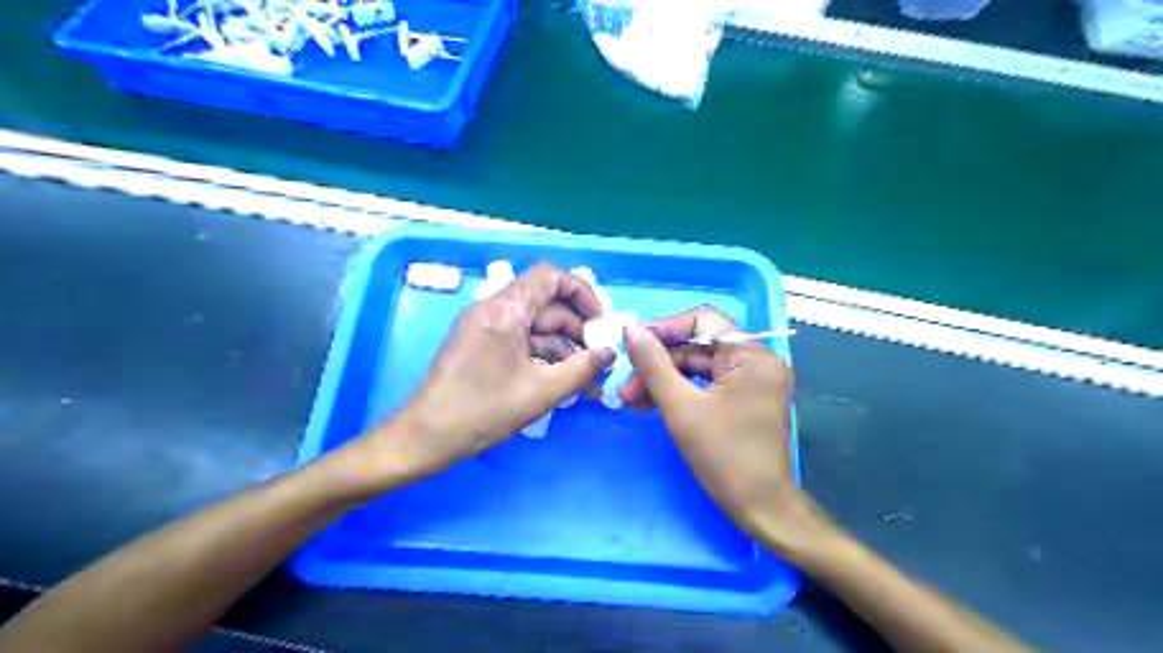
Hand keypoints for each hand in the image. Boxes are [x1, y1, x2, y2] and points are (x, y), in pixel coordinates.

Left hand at [368, 264, 610, 481]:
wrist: (424, 438)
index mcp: (505, 309)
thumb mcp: (541, 392)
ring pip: (535, 327)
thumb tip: (610, 353)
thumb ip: (582, 369)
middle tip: (599, 362)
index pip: (551, 277)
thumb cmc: (483, 411)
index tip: (600, 324)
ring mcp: (485, 328)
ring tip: (587, 384)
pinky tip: (561, 383)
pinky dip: (543, 358)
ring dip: (563, 350)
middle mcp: (493, 310)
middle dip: (577, 332)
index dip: (582, 293)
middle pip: (547, 305)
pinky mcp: (480, 346)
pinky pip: (520, 342)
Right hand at [616, 308, 815, 546]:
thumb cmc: (724, 457)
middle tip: (626, 387)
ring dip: (665, 380)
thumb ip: (654, 365)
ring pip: (699, 366)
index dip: (665, 329)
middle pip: (699, 346)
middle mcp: (758, 361)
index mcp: (752, 356)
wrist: (761, 509)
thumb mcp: (681, 408)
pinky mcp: (746, 399)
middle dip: (659, 364)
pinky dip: (681, 392)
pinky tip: (653, 405)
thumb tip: (631, 331)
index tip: (633, 344)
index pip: (704, 321)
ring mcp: (753, 381)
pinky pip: (708, 384)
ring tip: (632, 401)